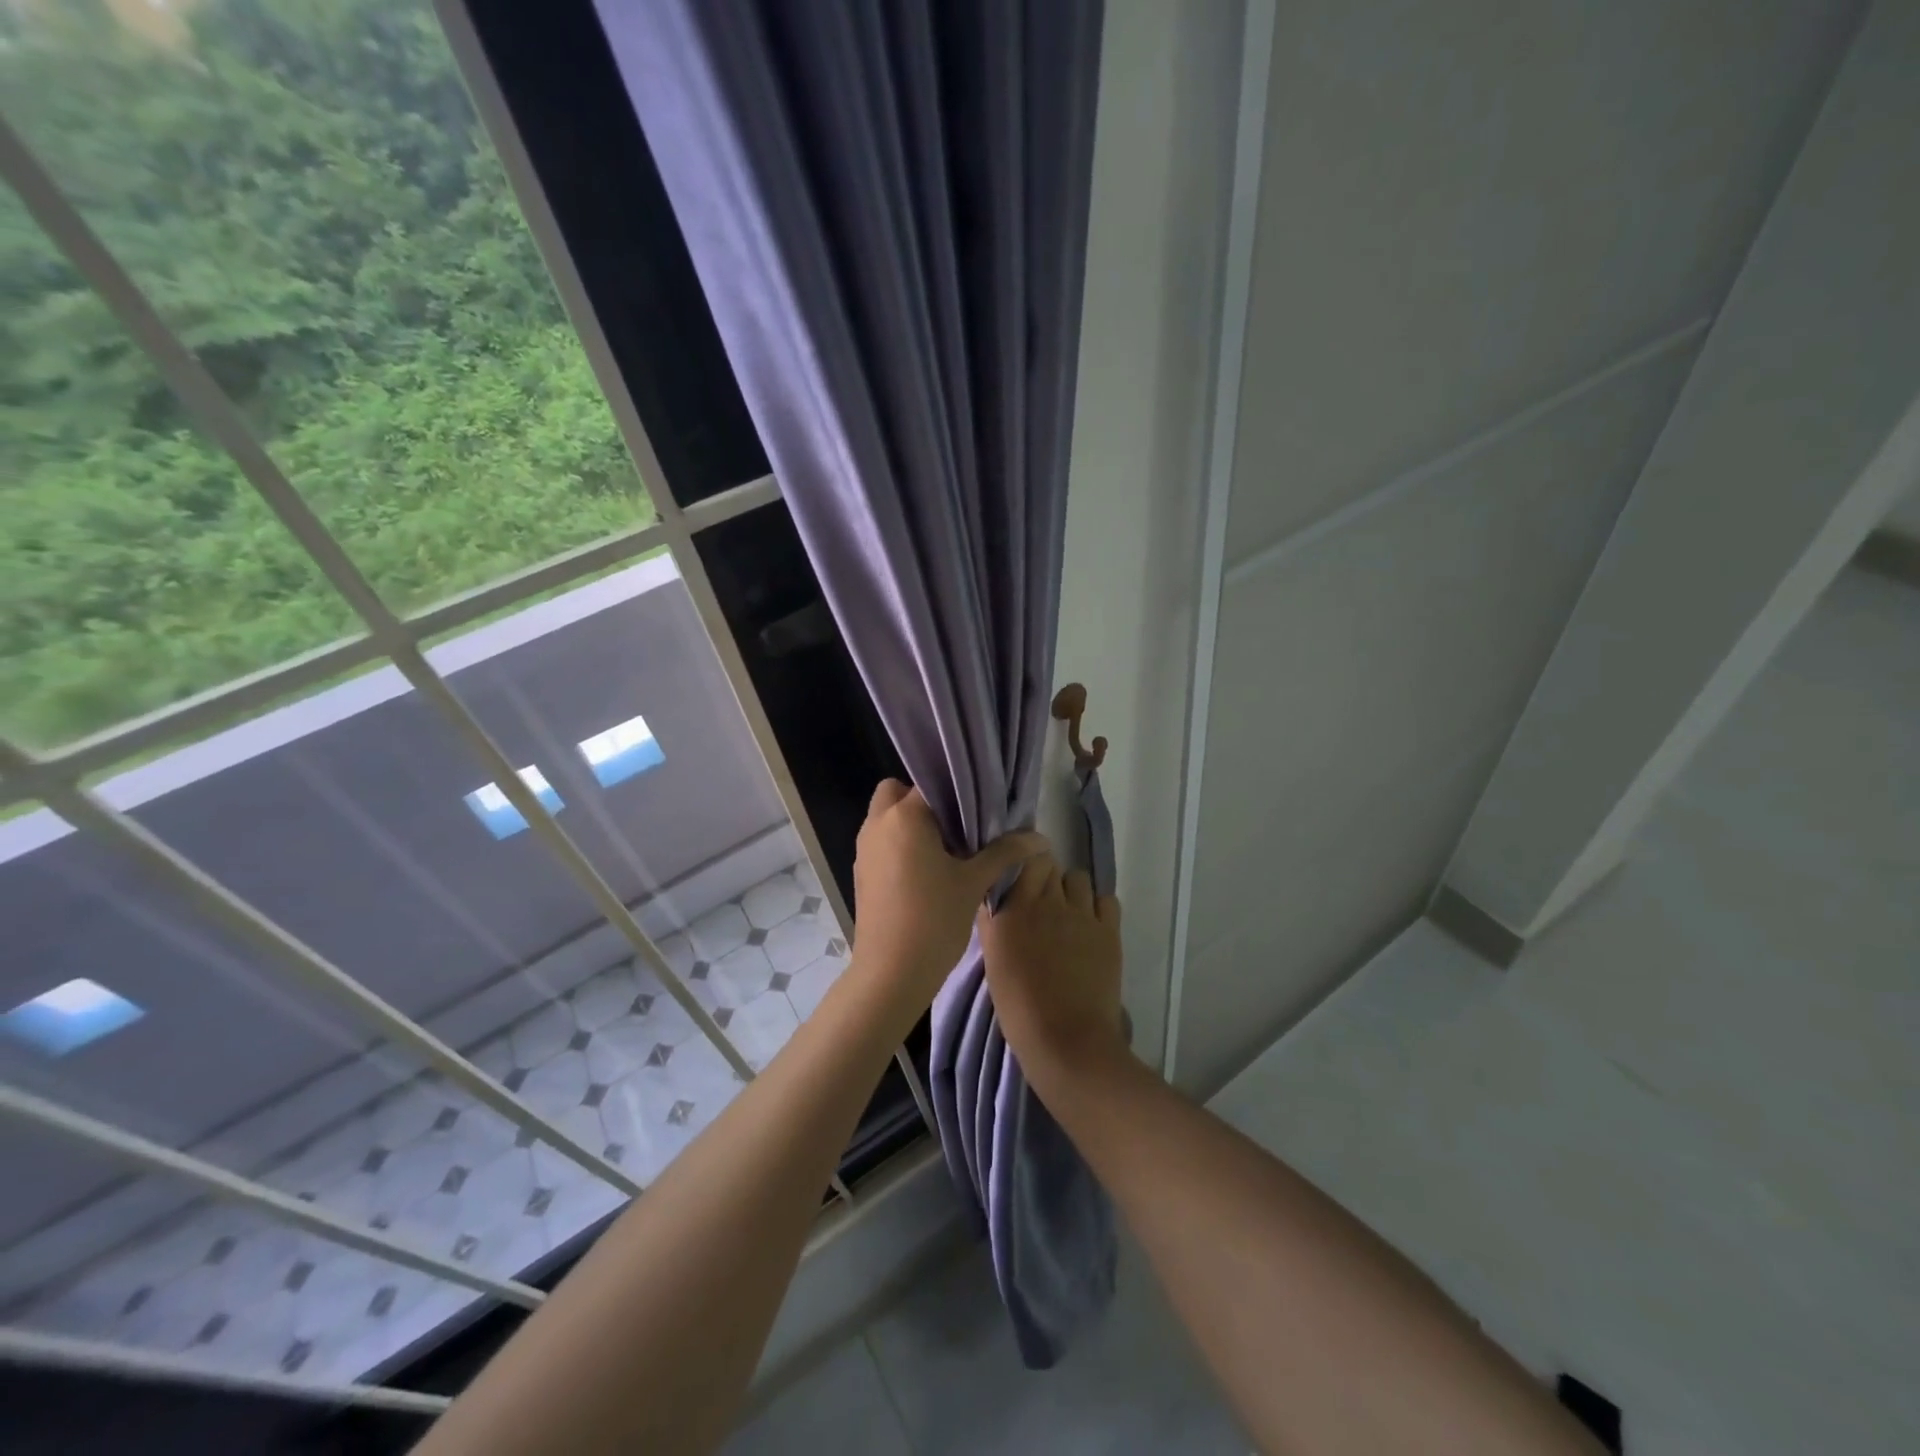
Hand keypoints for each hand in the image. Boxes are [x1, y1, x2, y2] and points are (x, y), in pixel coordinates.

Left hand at [851, 780, 1046, 1015]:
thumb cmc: (934, 919)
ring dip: (911, 824)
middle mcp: (877, 824)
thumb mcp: (974, 882)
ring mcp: (864, 849)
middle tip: (956, 825)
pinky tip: (928, 873)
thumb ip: (1005, 852)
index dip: (956, 791)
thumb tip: (1040, 838)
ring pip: (887, 818)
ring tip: (947, 849)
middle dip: (924, 802)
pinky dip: (900, 845)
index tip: (978, 806)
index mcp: (904, 816)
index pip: (931, 783)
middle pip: (897, 792)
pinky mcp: (861, 873)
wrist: (891, 973)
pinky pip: (882, 843)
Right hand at [977, 853, 1127, 1089]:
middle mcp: (1047, 902)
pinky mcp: (1108, 929)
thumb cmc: (1019, 1008)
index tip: (1023, 885)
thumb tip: (994, 899)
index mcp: (1013, 909)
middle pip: (1050, 867)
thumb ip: (993, 924)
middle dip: (1047, 880)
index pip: (1023, 862)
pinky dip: (1099, 907)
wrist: (1066, 1040)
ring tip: (1069, 916)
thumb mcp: (993, 963)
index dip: (1025, 871)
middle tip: (1044, 905)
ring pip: (1079, 878)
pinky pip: (1106, 899)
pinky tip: (1092, 927)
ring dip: (1072, 891)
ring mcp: (1081, 914)